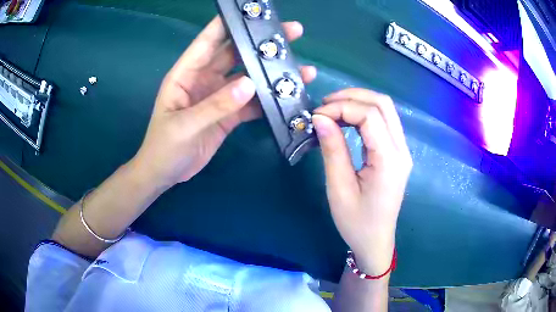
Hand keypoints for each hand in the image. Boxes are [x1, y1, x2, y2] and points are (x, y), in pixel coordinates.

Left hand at [132, 17, 316, 186]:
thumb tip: (250, 84)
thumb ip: (216, 105)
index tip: (252, 12)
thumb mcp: (185, 125)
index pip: (208, 41)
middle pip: (236, 54)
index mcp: (187, 74)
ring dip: (271, 73)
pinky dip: (268, 99)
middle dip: (261, 43)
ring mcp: (218, 96)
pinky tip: (287, 96)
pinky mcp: (228, 114)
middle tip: (291, 33)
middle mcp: (204, 79)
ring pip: (249, 78)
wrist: (165, 174)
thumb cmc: (164, 147)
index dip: (228, 23)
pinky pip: (251, 103)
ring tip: (300, 68)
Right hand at [312, 89, 412, 274]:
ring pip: (385, 109)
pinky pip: (384, 121)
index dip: (342, 107)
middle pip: (383, 104)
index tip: (317, 115)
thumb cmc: (356, 222)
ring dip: (358, 102)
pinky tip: (346, 119)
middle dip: (352, 96)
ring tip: (332, 109)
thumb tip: (320, 118)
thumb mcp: (339, 188)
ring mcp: (402, 150)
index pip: (370, 116)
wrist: (375, 241)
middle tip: (324, 105)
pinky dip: (364, 113)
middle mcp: (401, 150)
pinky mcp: (396, 153)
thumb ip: (333, 149)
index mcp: (389, 161)